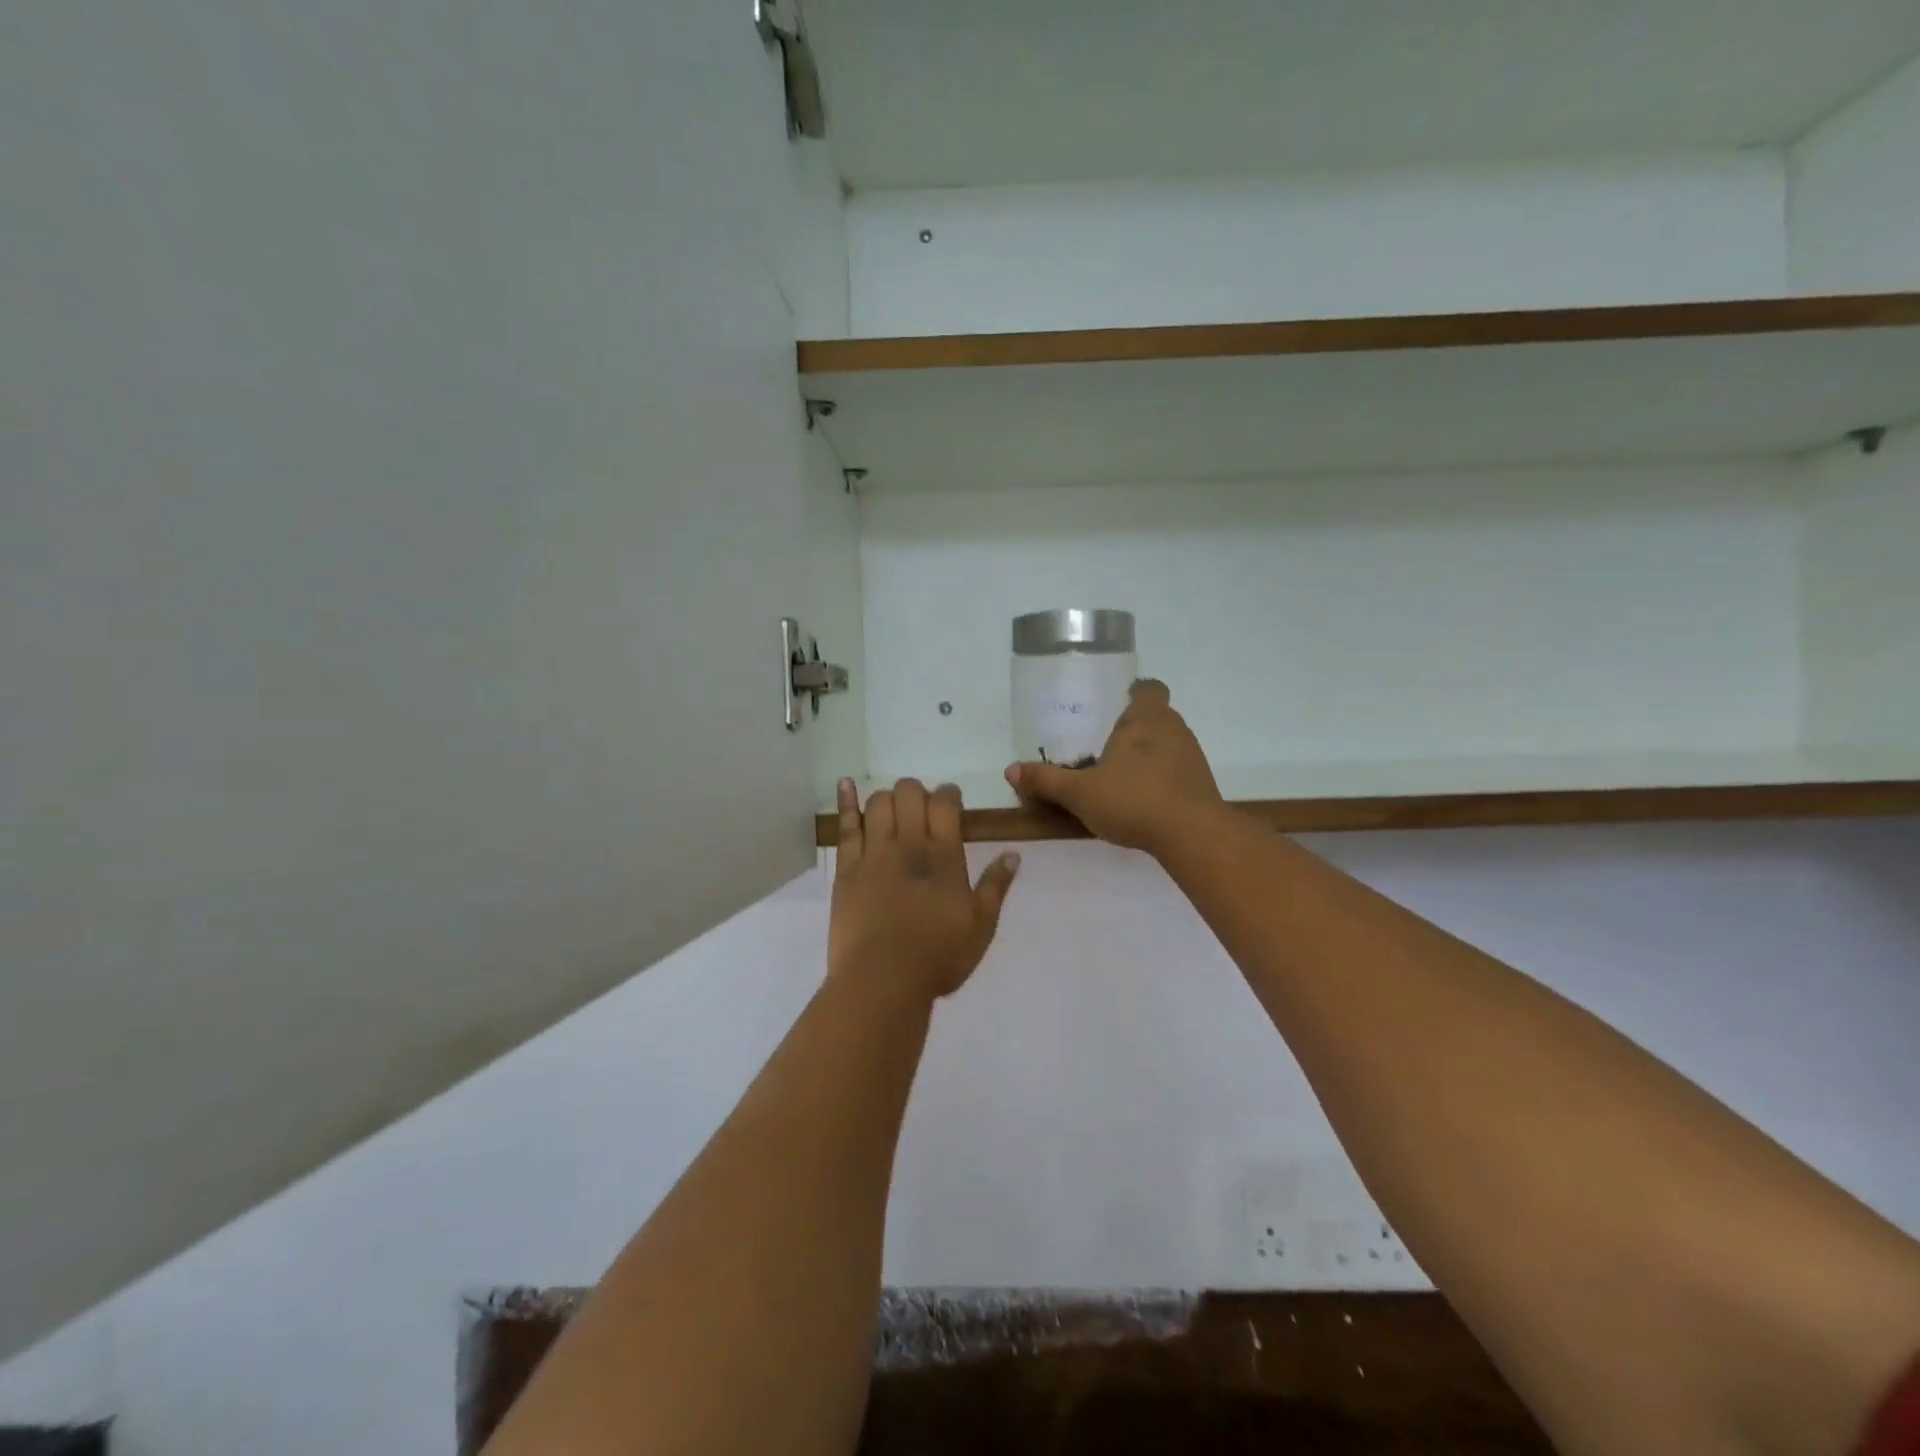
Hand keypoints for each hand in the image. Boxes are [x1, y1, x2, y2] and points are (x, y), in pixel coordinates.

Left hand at [829, 777, 1019, 1003]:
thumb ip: (996, 886)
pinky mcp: (847, 868)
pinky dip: (846, 801)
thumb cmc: (938, 957)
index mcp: (944, 855)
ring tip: (893, 812)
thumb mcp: (981, 926)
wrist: (882, 980)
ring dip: (888, 798)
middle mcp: (908, 844)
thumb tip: (1013, 854)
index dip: (949, 794)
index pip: (945, 803)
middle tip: (922, 811)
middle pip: (909, 793)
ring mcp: (874, 853)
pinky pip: (846, 826)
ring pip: (878, 803)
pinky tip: (846, 784)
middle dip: (918, 792)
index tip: (951, 802)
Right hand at [1004, 679, 1223, 856]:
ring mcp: (1192, 757)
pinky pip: (1176, 771)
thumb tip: (1010, 771)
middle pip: (1155, 716)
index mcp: (1146, 718)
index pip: (1148, 688)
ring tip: (1119, 776)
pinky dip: (1160, 779)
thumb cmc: (1134, 800)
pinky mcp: (1201, 785)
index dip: (1134, 691)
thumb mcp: (1080, 793)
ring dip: (1147, 755)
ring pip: (1167, 744)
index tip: (1115, 704)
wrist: (1193, 836)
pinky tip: (1141, 800)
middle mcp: (1174, 729)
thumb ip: (1046, 781)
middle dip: (1133, 728)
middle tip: (1104, 745)